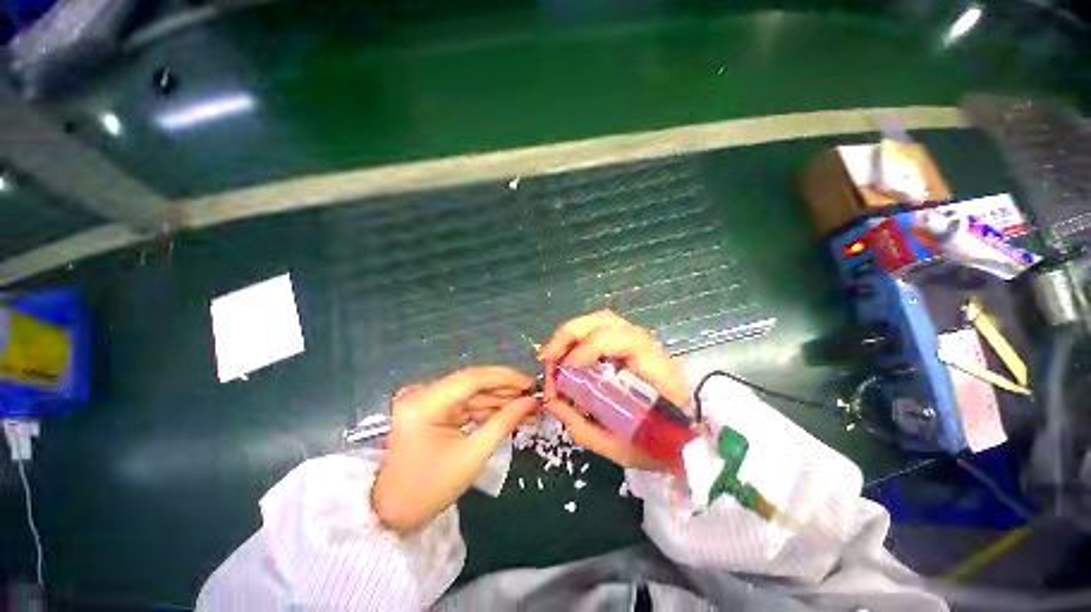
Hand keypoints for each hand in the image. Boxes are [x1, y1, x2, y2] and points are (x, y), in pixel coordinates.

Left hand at [371, 367, 536, 532]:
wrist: (395, 511)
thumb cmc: (431, 489)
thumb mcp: (473, 455)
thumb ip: (504, 422)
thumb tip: (530, 401)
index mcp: (425, 404)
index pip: (472, 378)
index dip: (505, 377)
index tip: (530, 383)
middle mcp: (423, 394)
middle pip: (472, 383)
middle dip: (505, 389)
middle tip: (532, 395)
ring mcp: (426, 400)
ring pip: (471, 392)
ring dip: (498, 398)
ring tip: (526, 405)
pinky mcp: (432, 408)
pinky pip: (465, 402)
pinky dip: (486, 407)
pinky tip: (507, 411)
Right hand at [537, 311, 686, 470]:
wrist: (687, 434)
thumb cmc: (660, 443)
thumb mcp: (621, 447)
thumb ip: (583, 426)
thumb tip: (550, 402)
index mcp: (656, 369)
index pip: (626, 340)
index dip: (593, 347)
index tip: (568, 367)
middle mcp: (646, 345)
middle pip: (606, 321)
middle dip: (570, 334)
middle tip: (547, 357)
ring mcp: (636, 341)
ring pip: (600, 320)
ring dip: (571, 333)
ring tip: (551, 354)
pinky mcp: (627, 345)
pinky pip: (599, 330)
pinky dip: (577, 338)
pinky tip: (565, 354)